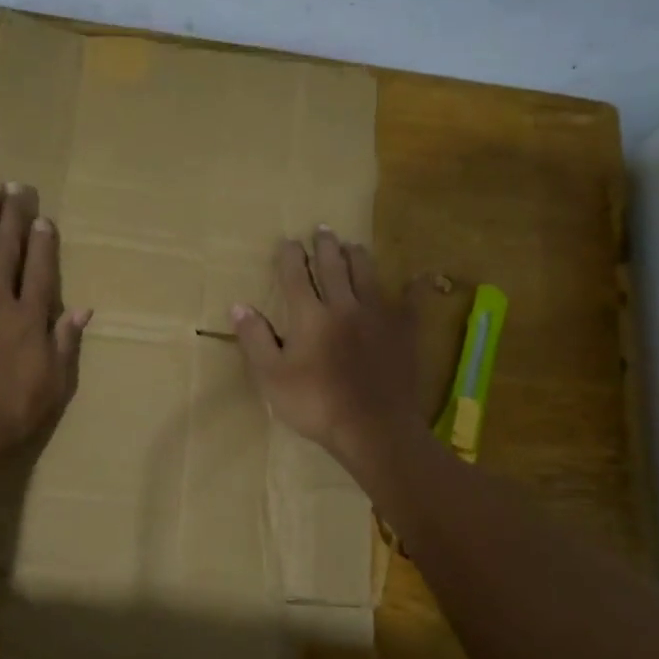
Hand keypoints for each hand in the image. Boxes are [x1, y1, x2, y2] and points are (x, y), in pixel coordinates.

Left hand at [0, 182, 90, 483]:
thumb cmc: (8, 412)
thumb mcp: (53, 385)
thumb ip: (65, 343)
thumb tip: (83, 309)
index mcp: (31, 319)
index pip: (41, 271)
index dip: (44, 243)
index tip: (43, 218)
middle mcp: (0, 300)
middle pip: (9, 251)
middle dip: (14, 217)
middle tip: (18, 186)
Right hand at [231, 226, 425, 475]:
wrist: (373, 428)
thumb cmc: (316, 405)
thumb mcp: (272, 377)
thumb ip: (256, 340)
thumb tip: (239, 306)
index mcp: (309, 315)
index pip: (295, 276)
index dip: (289, 256)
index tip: (287, 242)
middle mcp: (344, 305)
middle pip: (333, 266)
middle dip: (325, 246)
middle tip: (323, 230)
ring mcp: (378, 315)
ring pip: (368, 274)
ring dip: (358, 256)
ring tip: (353, 245)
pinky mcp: (405, 331)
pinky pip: (412, 301)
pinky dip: (414, 286)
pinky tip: (419, 277)